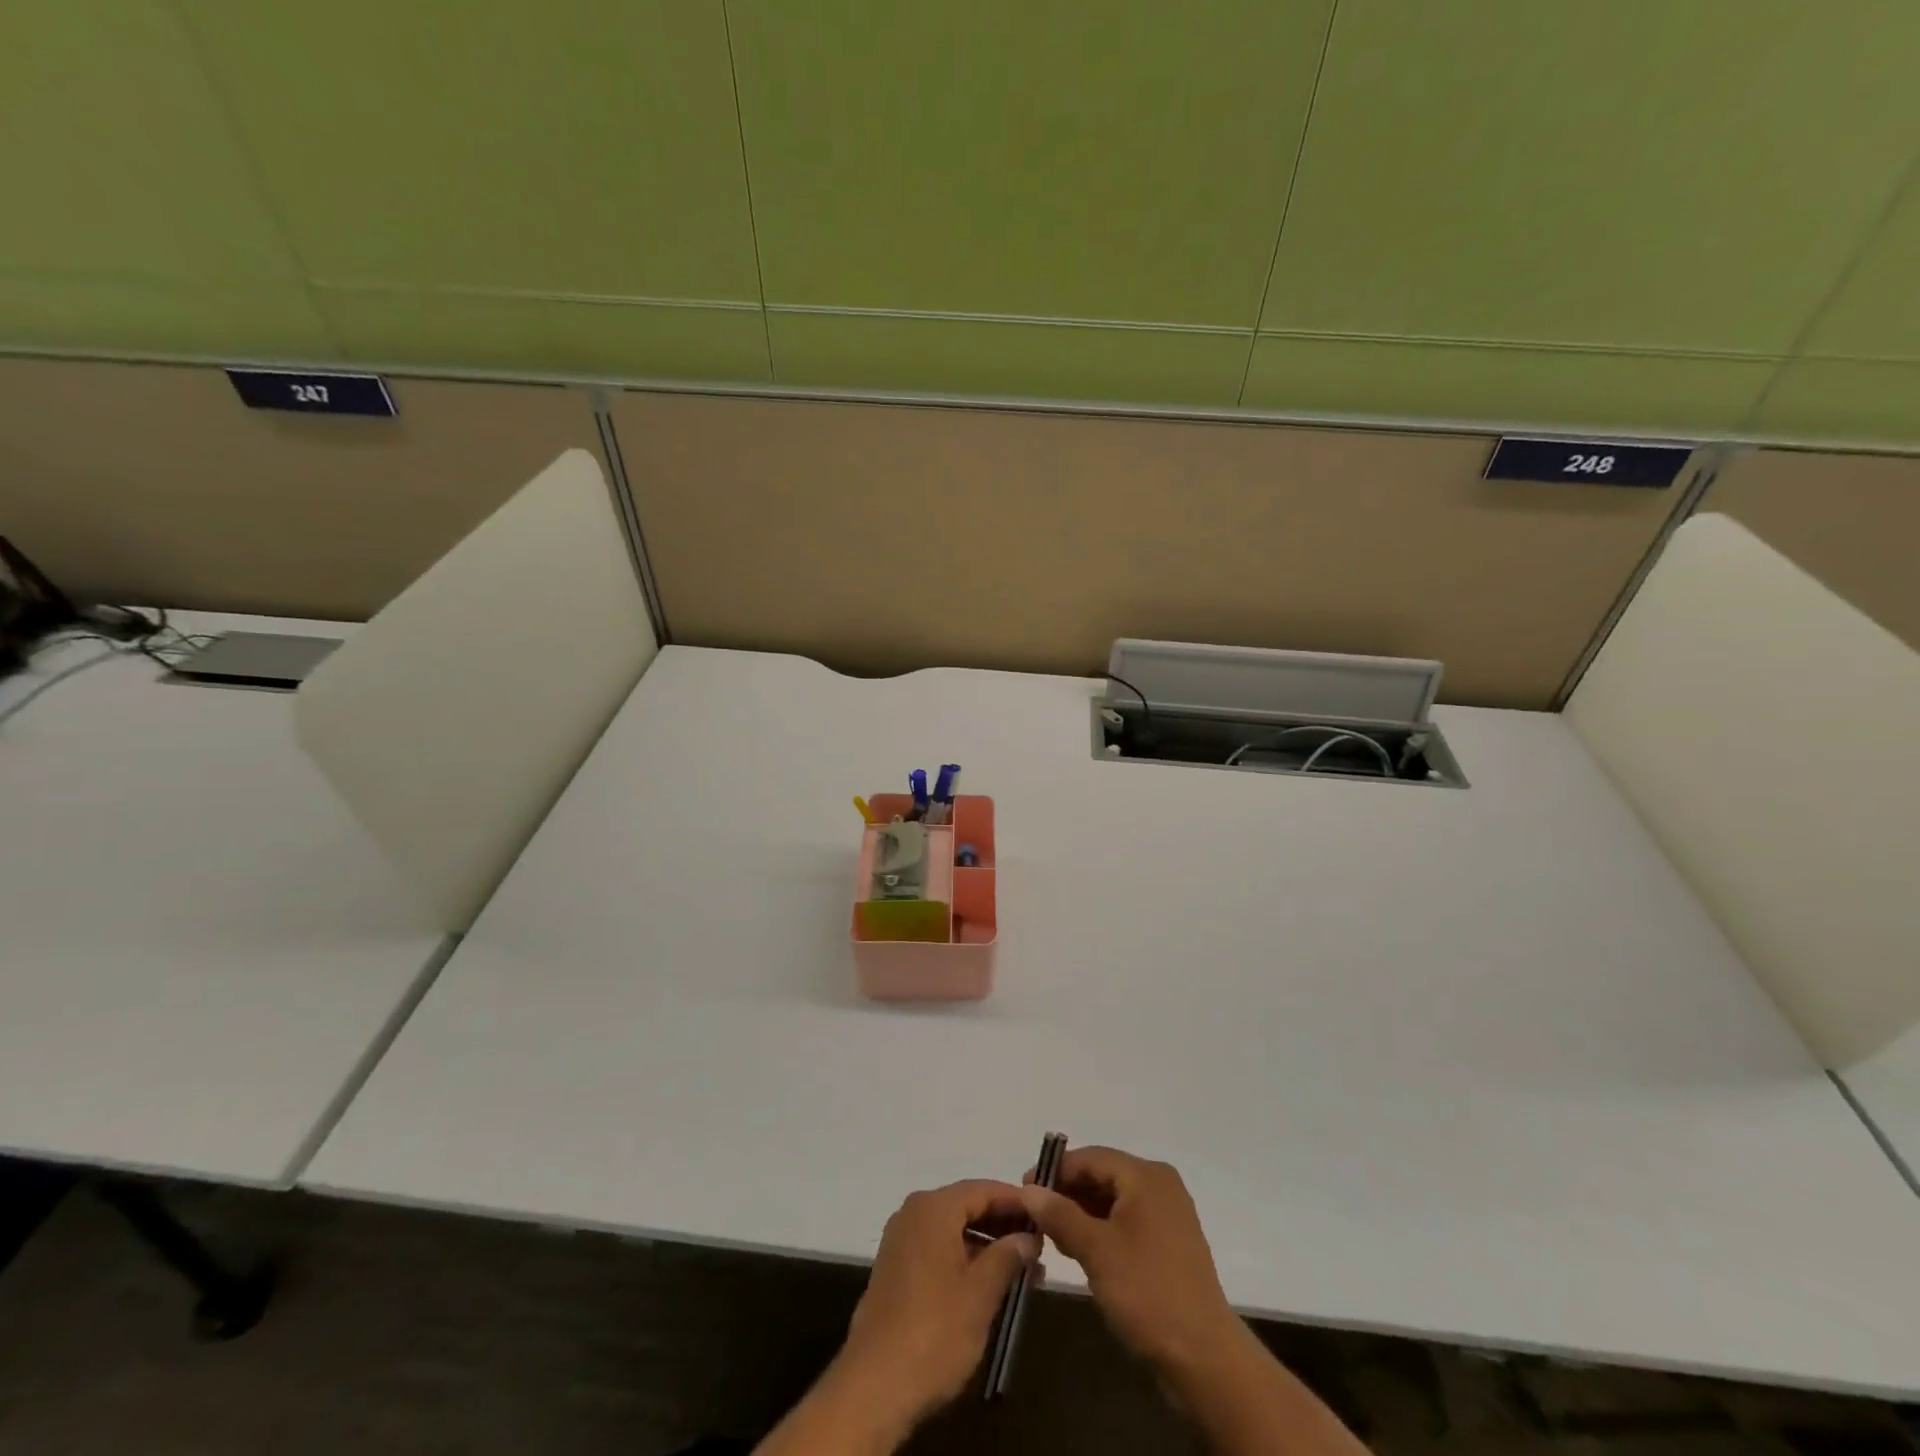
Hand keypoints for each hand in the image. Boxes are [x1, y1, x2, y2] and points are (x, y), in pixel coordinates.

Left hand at [836, 1179, 1038, 1434]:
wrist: (874, 1386)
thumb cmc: (934, 1331)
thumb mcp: (981, 1293)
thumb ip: (1008, 1256)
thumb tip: (1028, 1236)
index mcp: (933, 1208)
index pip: (983, 1189)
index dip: (1015, 1201)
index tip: (1044, 1215)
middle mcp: (913, 1214)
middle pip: (966, 1207)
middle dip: (1003, 1226)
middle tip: (1039, 1246)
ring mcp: (901, 1242)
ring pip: (953, 1231)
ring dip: (987, 1247)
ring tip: (1023, 1272)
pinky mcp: (896, 1271)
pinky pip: (938, 1250)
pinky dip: (965, 1260)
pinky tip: (990, 1286)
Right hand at [1020, 1147, 1241, 1380]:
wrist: (1204, 1358)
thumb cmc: (1147, 1292)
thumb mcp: (1095, 1250)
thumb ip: (1059, 1214)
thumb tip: (1028, 1190)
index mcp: (1145, 1175)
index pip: (1090, 1158)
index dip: (1055, 1171)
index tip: (1024, 1190)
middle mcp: (1160, 1185)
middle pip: (1102, 1175)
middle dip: (1067, 1193)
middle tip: (1035, 1216)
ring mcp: (1168, 1215)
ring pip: (1113, 1200)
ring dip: (1082, 1213)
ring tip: (1052, 1236)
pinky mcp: (1169, 1243)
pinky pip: (1127, 1221)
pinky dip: (1102, 1229)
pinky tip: (1080, 1250)